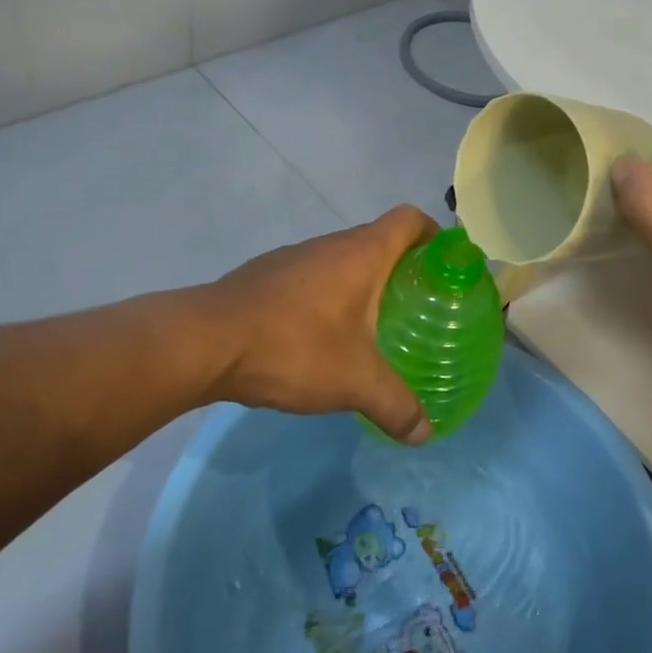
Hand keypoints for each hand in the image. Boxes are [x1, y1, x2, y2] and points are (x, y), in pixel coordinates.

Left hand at [191, 206, 437, 444]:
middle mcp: (331, 244)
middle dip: (402, 267)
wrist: (206, 341)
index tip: (445, 265)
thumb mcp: (355, 382)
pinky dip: (328, 295)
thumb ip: (396, 405)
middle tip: (417, 305)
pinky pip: (313, 276)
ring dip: (362, 282)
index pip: (410, 219)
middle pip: (379, 239)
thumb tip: (425, 433)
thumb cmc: (295, 346)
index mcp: (363, 253)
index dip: (433, 234)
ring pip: (342, 259)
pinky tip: (321, 337)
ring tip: (372, 325)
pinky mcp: (267, 275)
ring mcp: (295, 257)